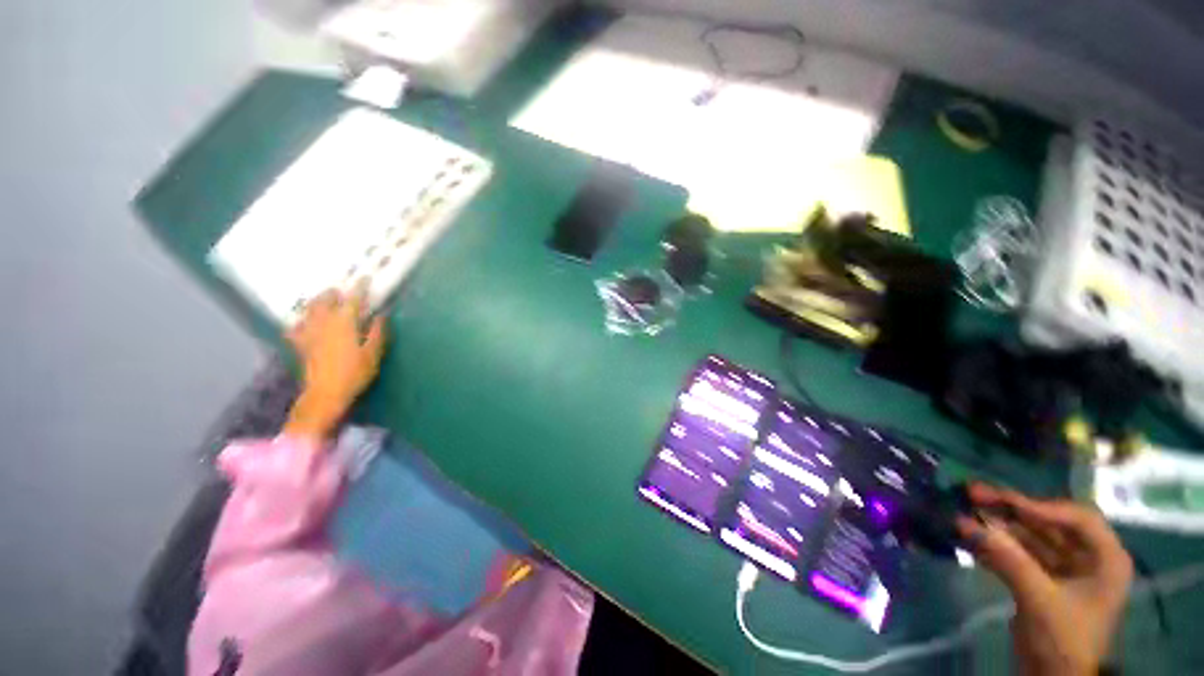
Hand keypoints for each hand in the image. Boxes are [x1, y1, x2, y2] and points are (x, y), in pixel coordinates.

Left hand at [283, 283, 386, 441]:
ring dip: (316, 302)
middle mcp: (324, 323)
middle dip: (332, 293)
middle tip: (340, 290)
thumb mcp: (373, 353)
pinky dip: (299, 322)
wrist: (326, 393)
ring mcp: (309, 333)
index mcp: (344, 323)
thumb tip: (380, 315)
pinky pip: (295, 329)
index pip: (352, 299)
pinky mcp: (301, 345)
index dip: (359, 287)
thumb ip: (376, 332)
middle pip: (325, 301)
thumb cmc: (355, 373)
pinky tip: (301, 323)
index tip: (365, 278)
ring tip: (322, 300)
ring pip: (309, 311)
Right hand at [958, 484, 1132, 675]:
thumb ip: (1008, 559)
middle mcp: (1086, 557)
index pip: (1078, 518)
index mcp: (1105, 559)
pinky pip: (1017, 554)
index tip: (1002, 501)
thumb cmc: (1063, 639)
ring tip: (963, 511)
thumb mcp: (1039, 600)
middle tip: (972, 492)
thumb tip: (965, 521)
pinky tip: (968, 536)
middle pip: (1048, 524)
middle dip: (1011, 509)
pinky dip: (994, 545)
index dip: (1041, 506)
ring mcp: (1063, 569)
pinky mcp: (1040, 580)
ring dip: (997, 525)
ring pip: (1029, 537)